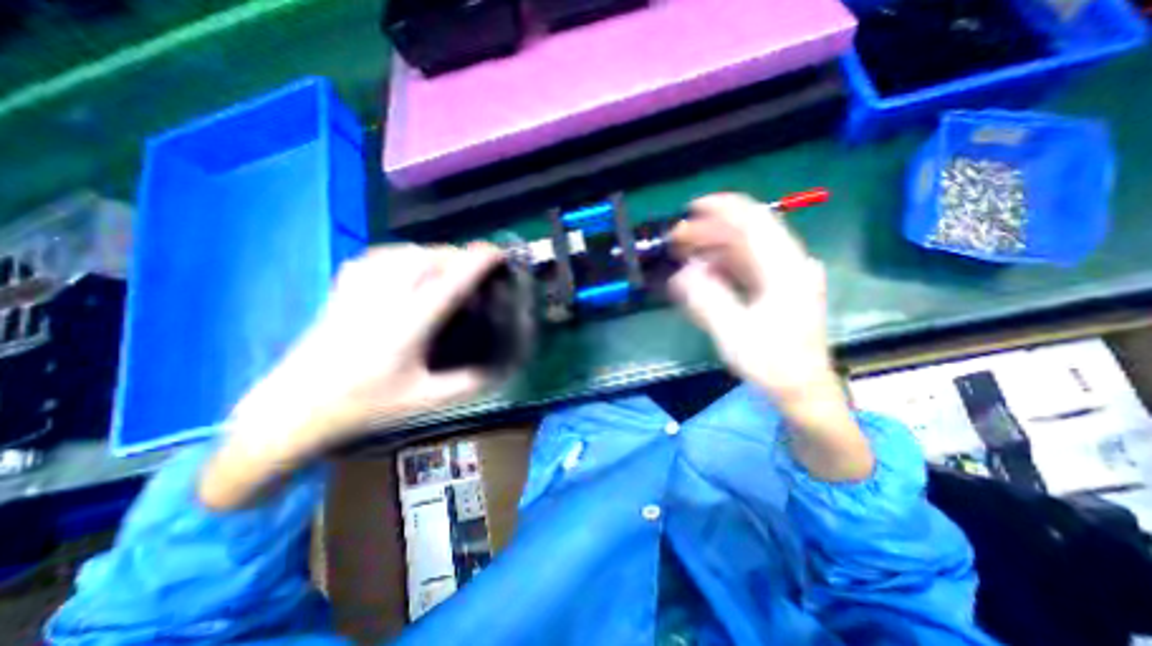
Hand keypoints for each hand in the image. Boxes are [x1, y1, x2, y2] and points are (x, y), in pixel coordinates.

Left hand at [198, 242, 504, 508]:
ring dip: (433, 252)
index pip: (450, 283)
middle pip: (428, 259)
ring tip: (449, 264)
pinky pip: (378, 256)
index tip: (498, 252)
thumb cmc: (363, 406)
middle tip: (477, 267)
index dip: (477, 263)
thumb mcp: (425, 401)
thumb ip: (467, 384)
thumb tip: (498, 368)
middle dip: (459, 255)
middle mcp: (385, 299)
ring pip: (403, 252)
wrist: (292, 410)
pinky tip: (409, 263)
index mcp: (408, 326)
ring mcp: (359, 291)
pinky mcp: (342, 290)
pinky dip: (403, 253)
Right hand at [668, 192, 838, 402]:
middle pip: (746, 233)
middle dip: (708, 232)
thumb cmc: (772, 363)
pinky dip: (721, 266)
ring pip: (745, 249)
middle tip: (676, 240)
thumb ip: (706, 298)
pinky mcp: (778, 289)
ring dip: (713, 248)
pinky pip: (746, 267)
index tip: (690, 209)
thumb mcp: (734, 332)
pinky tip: (702, 274)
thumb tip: (682, 273)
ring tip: (683, 255)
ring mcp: (785, 276)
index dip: (722, 208)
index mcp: (785, 269)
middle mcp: (789, 264)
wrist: (802, 390)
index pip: (754, 220)